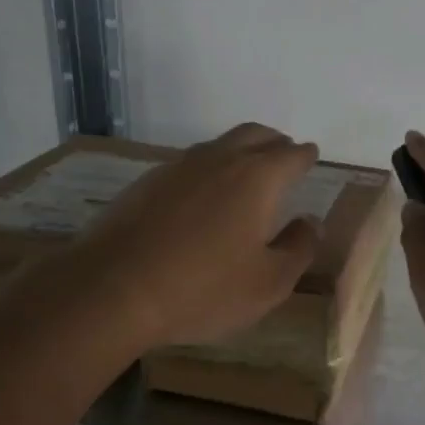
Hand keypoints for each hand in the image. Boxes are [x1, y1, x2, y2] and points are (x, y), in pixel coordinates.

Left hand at [61, 124, 323, 349]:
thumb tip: (311, 222)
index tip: (311, 158)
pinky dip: (208, 170)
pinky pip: (190, 164)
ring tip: (246, 175)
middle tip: (284, 157)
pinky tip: (203, 197)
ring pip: (219, 145)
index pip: (292, 155)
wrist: (113, 289)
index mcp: (257, 178)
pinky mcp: (147, 182)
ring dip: (240, 152)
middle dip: (275, 143)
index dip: (306, 156)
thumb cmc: (203, 289)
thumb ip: (299, 248)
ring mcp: (178, 167)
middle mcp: (219, 159)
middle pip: (255, 135)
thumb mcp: (268, 283)